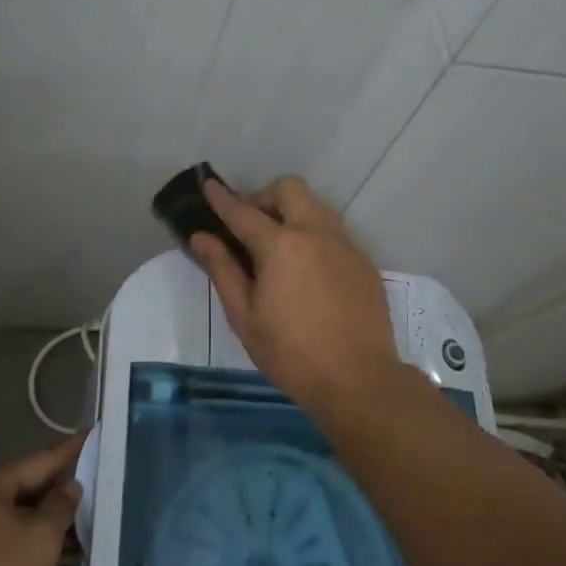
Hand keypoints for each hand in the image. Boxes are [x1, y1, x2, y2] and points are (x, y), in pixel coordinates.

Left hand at [0, 434, 84, 565]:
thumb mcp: (40, 538)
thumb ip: (61, 507)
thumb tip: (69, 487)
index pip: (39, 460)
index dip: (70, 450)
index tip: (93, 434)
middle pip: (28, 491)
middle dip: (62, 498)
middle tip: (99, 490)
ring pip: (20, 522)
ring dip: (51, 530)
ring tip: (88, 537)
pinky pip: (10, 547)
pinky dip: (34, 553)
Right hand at [189, 175, 405, 414]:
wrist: (358, 380)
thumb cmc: (291, 353)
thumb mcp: (245, 317)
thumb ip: (222, 270)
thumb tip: (202, 238)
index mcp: (281, 245)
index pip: (243, 212)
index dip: (222, 198)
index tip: (209, 185)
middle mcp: (316, 233)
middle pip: (289, 189)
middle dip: (264, 197)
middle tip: (250, 226)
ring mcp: (345, 245)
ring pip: (316, 206)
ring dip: (292, 212)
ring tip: (278, 247)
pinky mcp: (363, 262)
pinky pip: (334, 232)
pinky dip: (313, 236)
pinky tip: (307, 271)